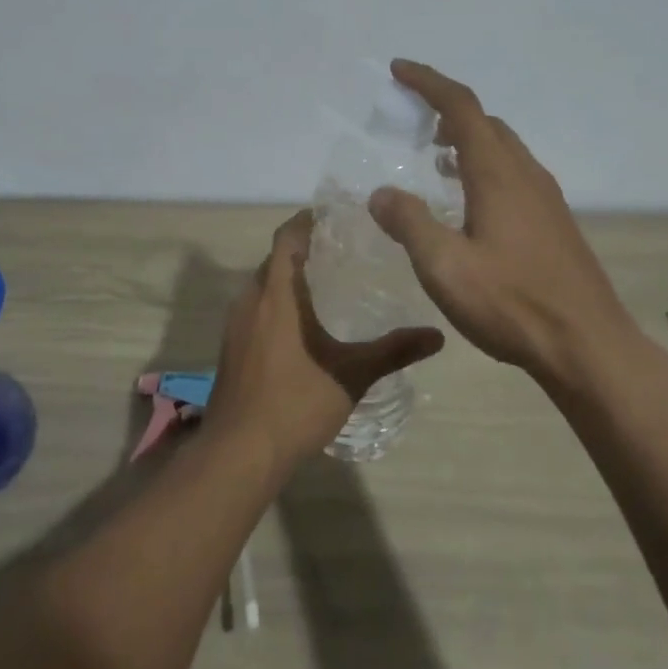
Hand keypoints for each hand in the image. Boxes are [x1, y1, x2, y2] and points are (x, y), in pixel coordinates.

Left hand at [203, 211, 444, 473]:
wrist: (239, 452)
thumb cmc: (296, 403)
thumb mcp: (352, 374)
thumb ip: (394, 350)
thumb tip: (437, 335)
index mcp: (277, 294)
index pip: (287, 237)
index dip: (307, 221)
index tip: (335, 216)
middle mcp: (251, 299)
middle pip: (274, 259)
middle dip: (302, 249)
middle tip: (342, 249)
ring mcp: (235, 325)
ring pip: (262, 285)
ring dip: (287, 277)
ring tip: (325, 283)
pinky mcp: (230, 347)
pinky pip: (254, 308)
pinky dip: (275, 303)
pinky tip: (300, 325)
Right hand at [369, 59, 637, 379]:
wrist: (587, 345)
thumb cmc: (512, 303)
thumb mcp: (445, 267)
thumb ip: (410, 224)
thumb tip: (381, 193)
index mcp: (498, 174)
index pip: (461, 107)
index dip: (429, 83)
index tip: (399, 70)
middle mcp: (525, 174)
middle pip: (485, 122)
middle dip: (447, 109)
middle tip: (413, 117)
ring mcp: (545, 198)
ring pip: (503, 148)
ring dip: (468, 139)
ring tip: (435, 154)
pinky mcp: (554, 222)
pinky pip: (514, 173)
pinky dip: (484, 166)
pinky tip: (469, 201)